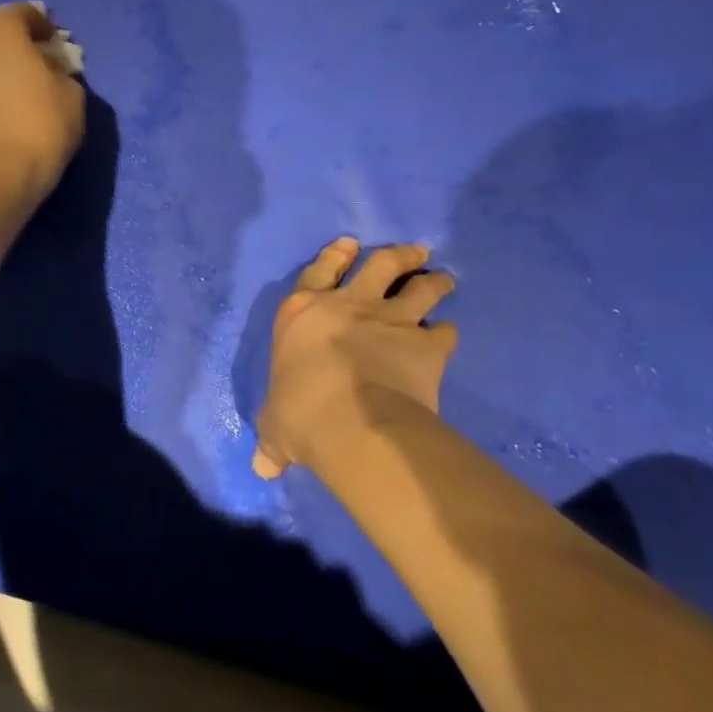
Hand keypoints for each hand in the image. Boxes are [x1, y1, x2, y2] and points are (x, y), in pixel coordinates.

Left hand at [0, 3, 86, 206]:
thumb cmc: (39, 127)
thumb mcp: (72, 95)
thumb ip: (61, 71)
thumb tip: (49, 69)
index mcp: (1, 28)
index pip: (26, 13)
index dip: (45, 27)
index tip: (58, 45)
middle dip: (12, 38)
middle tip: (33, 58)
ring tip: (14, 81)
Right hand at [253, 238, 457, 478]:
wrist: (353, 422)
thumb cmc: (301, 413)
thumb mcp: (277, 426)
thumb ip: (274, 439)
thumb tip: (263, 467)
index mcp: (303, 312)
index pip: (318, 271)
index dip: (334, 255)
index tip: (350, 244)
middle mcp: (347, 306)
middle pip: (379, 265)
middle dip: (397, 256)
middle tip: (414, 253)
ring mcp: (389, 320)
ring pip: (418, 288)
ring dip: (432, 282)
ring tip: (444, 279)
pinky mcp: (424, 345)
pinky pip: (443, 333)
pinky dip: (447, 333)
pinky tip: (449, 335)